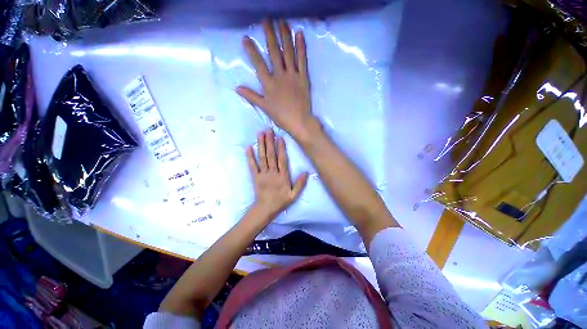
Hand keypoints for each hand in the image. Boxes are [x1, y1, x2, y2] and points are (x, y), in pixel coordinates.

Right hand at [237, 19, 317, 141]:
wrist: (299, 121)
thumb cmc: (281, 116)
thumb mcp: (264, 107)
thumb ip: (251, 96)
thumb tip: (236, 87)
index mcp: (269, 84)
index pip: (258, 64)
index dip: (252, 50)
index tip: (246, 38)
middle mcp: (280, 76)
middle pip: (274, 53)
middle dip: (269, 35)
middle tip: (266, 20)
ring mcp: (293, 76)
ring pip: (288, 53)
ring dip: (285, 36)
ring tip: (282, 22)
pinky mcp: (303, 78)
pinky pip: (302, 60)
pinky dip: (301, 47)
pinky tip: (299, 34)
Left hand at [246, 129, 307, 221]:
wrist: (265, 209)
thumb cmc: (281, 201)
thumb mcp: (294, 195)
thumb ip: (300, 184)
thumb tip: (306, 172)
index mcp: (282, 177)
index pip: (282, 160)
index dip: (281, 148)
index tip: (280, 137)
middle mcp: (272, 173)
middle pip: (271, 156)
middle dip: (270, 142)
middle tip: (268, 130)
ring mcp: (262, 174)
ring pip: (262, 158)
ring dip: (261, 145)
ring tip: (260, 134)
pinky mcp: (255, 177)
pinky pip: (252, 166)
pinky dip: (249, 157)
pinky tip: (248, 147)